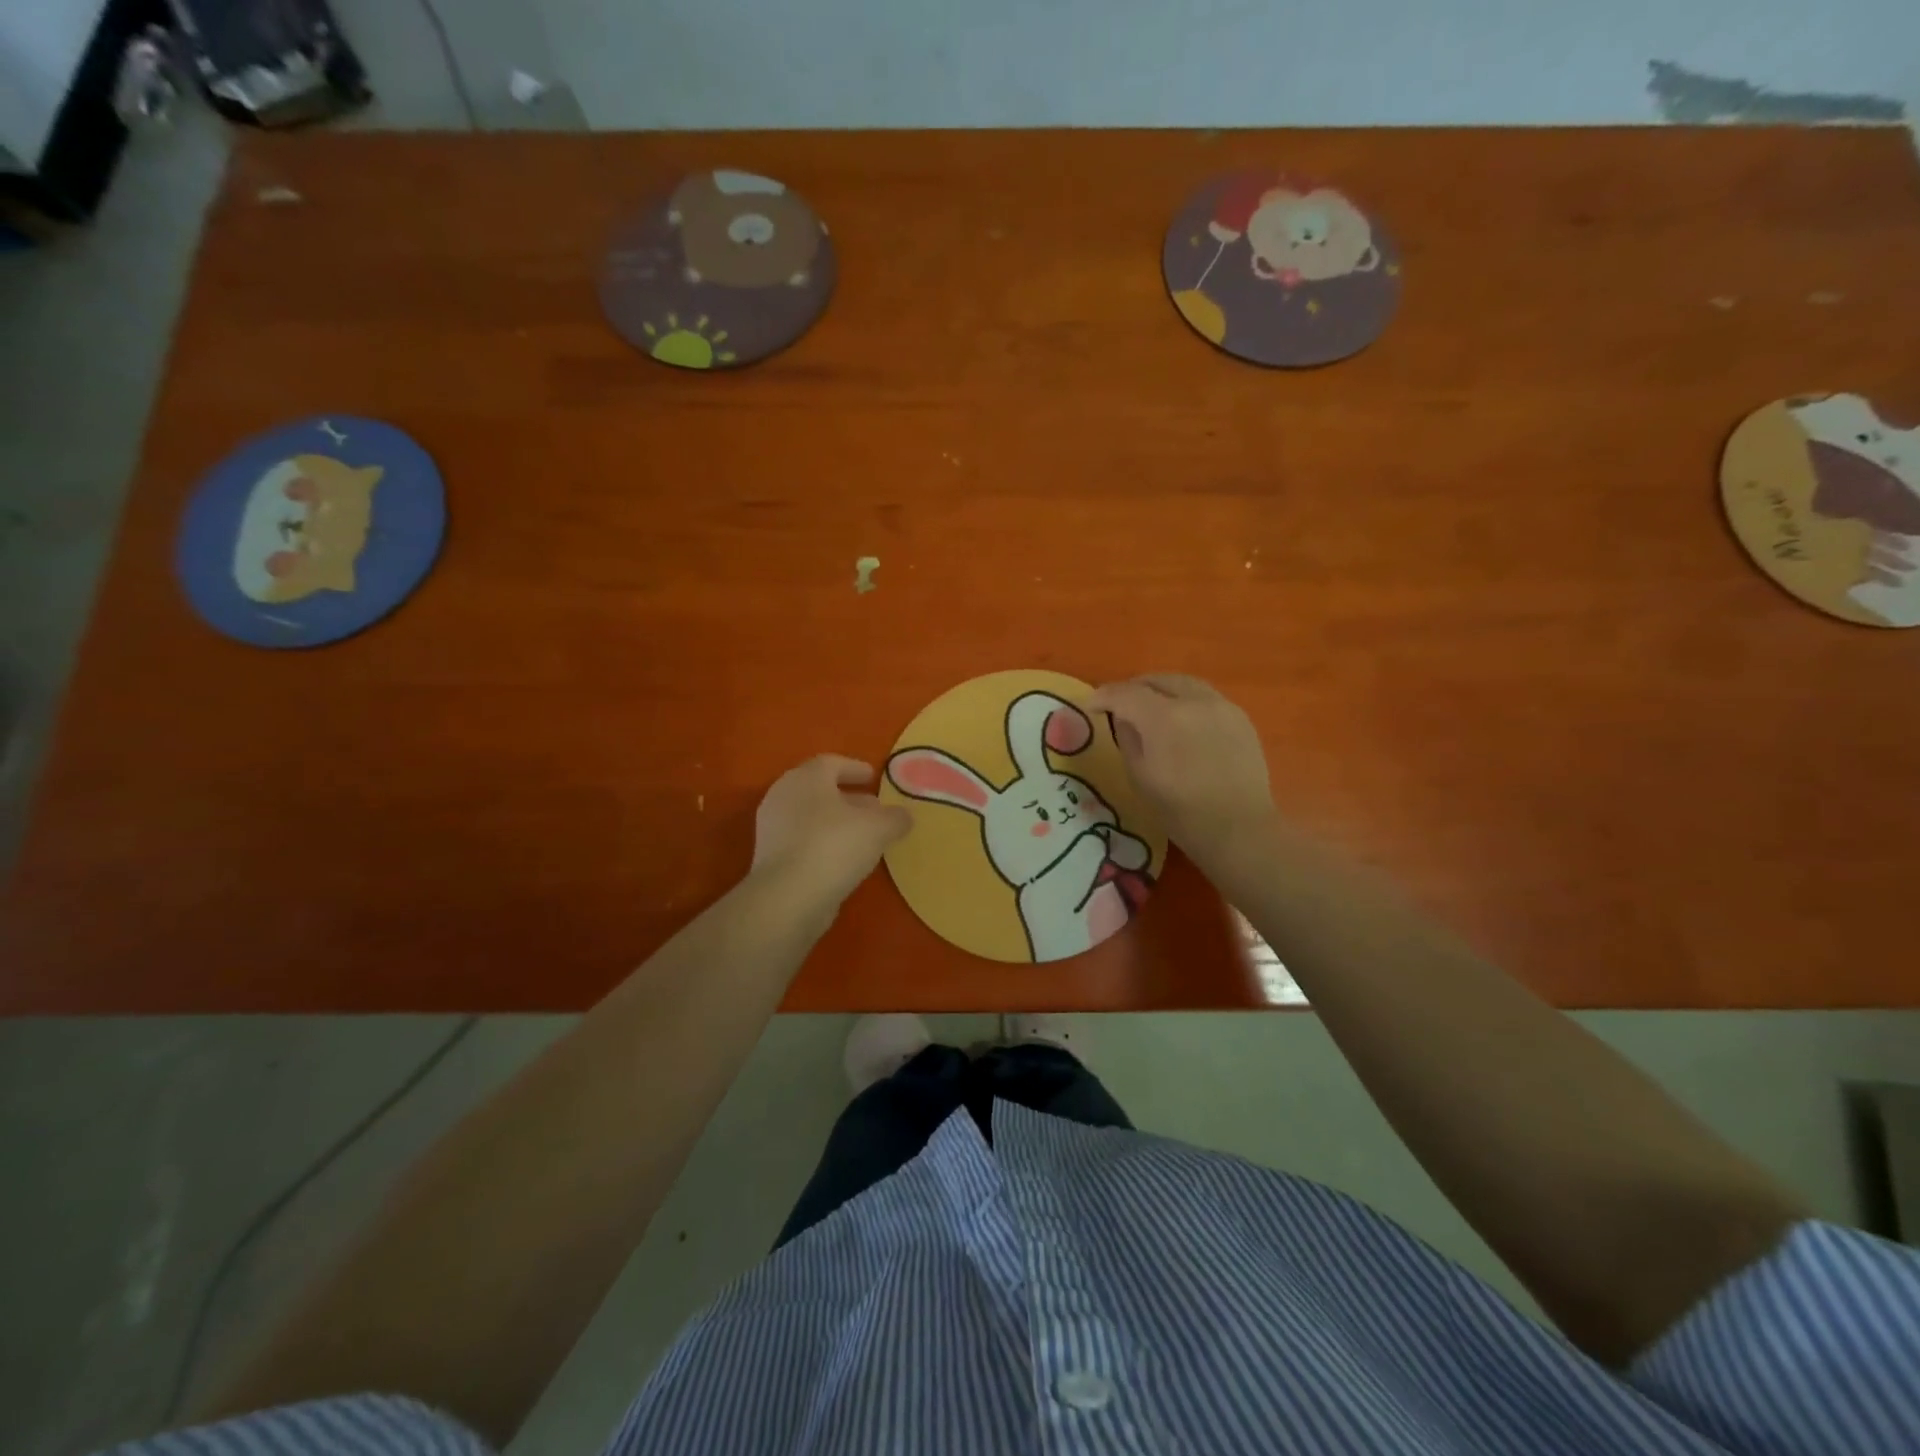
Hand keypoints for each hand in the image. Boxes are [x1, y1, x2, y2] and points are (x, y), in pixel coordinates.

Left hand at [752, 755, 910, 909]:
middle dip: (848, 797)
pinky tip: (844, 859)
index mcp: (806, 778)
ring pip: (811, 816)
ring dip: (836, 822)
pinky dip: (823, 842)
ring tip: (864, 836)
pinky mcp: (769, 857)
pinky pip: (802, 840)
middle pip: (819, 789)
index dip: (854, 768)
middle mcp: (783, 795)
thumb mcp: (878, 828)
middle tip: (873, 807)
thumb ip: (894, 818)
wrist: (788, 897)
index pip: (831, 763)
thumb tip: (903, 815)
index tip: (874, 777)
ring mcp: (773, 828)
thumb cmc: (834, 846)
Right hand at [1086, 674, 1275, 870]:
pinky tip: (1180, 721)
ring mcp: (1222, 706)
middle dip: (1133, 688)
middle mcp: (1195, 701)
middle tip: (1119, 705)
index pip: (1126, 693)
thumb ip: (1127, 738)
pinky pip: (1205, 697)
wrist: (1239, 829)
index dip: (1104, 696)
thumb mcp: (1140, 777)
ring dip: (1160, 690)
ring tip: (1148, 708)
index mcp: (1164, 718)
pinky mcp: (1240, 717)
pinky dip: (1185, 700)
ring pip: (1183, 683)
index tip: (1091, 706)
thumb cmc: (1182, 812)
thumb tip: (1123, 718)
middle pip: (1157, 680)